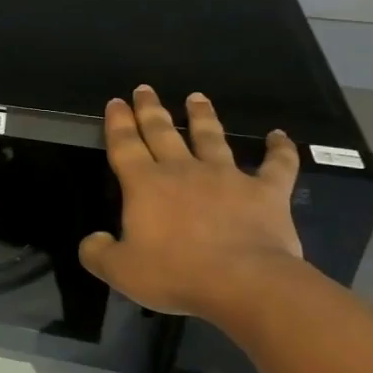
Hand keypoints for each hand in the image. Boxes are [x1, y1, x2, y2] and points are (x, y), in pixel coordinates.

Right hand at [77, 86, 302, 318]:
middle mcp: (182, 170)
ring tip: (197, 97)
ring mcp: (226, 177)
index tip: (115, 102)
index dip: (117, 123)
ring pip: (211, 137)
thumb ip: (97, 253)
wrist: (245, 283)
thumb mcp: (121, 271)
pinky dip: (280, 149)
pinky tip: (280, 135)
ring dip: (203, 115)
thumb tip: (93, 240)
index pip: (124, 145)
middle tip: (144, 89)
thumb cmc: (177, 274)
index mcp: (145, 185)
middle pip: (162, 131)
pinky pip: (276, 165)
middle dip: (150, 109)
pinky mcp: (266, 192)